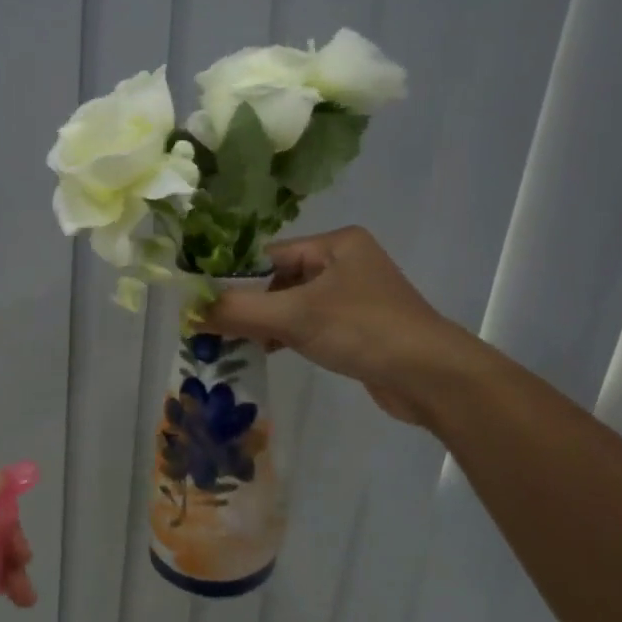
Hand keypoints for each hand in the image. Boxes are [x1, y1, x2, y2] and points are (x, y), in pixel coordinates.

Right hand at [202, 226, 459, 425]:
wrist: (432, 378)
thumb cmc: (364, 330)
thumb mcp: (295, 316)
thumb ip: (240, 310)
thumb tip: (189, 310)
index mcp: (335, 243)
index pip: (268, 254)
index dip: (233, 278)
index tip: (200, 301)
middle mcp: (345, 262)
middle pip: (279, 279)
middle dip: (247, 304)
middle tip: (210, 327)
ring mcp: (353, 296)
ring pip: (293, 304)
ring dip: (264, 323)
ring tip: (229, 343)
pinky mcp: (357, 327)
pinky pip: (309, 324)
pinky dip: (286, 336)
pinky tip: (264, 352)